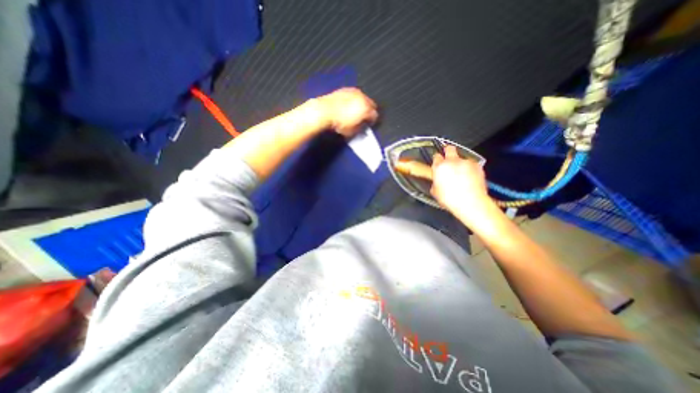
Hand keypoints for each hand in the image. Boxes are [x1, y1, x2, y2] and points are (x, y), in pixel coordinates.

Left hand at [315, 88, 377, 138]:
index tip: (369, 125)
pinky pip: (354, 95)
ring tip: (356, 112)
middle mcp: (362, 98)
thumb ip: (361, 129)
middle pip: (371, 104)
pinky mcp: (345, 89)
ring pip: (363, 98)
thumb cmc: (339, 123)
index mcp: (366, 109)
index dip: (372, 121)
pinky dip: (354, 100)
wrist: (324, 111)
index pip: (375, 115)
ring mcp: (354, 92)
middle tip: (364, 118)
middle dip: (369, 111)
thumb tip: (363, 128)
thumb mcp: (352, 131)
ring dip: (362, 104)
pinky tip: (349, 106)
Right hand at [430, 144, 493, 218]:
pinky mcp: (477, 166)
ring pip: (462, 158)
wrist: (471, 203)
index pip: (436, 156)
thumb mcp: (436, 192)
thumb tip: (438, 182)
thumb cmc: (451, 199)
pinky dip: (470, 169)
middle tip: (448, 159)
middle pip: (449, 148)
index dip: (437, 159)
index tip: (438, 163)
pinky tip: (469, 178)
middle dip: (448, 151)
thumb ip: (435, 182)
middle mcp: (452, 161)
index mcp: (439, 167)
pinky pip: (472, 164)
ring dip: (460, 163)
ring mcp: (466, 162)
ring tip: (461, 174)